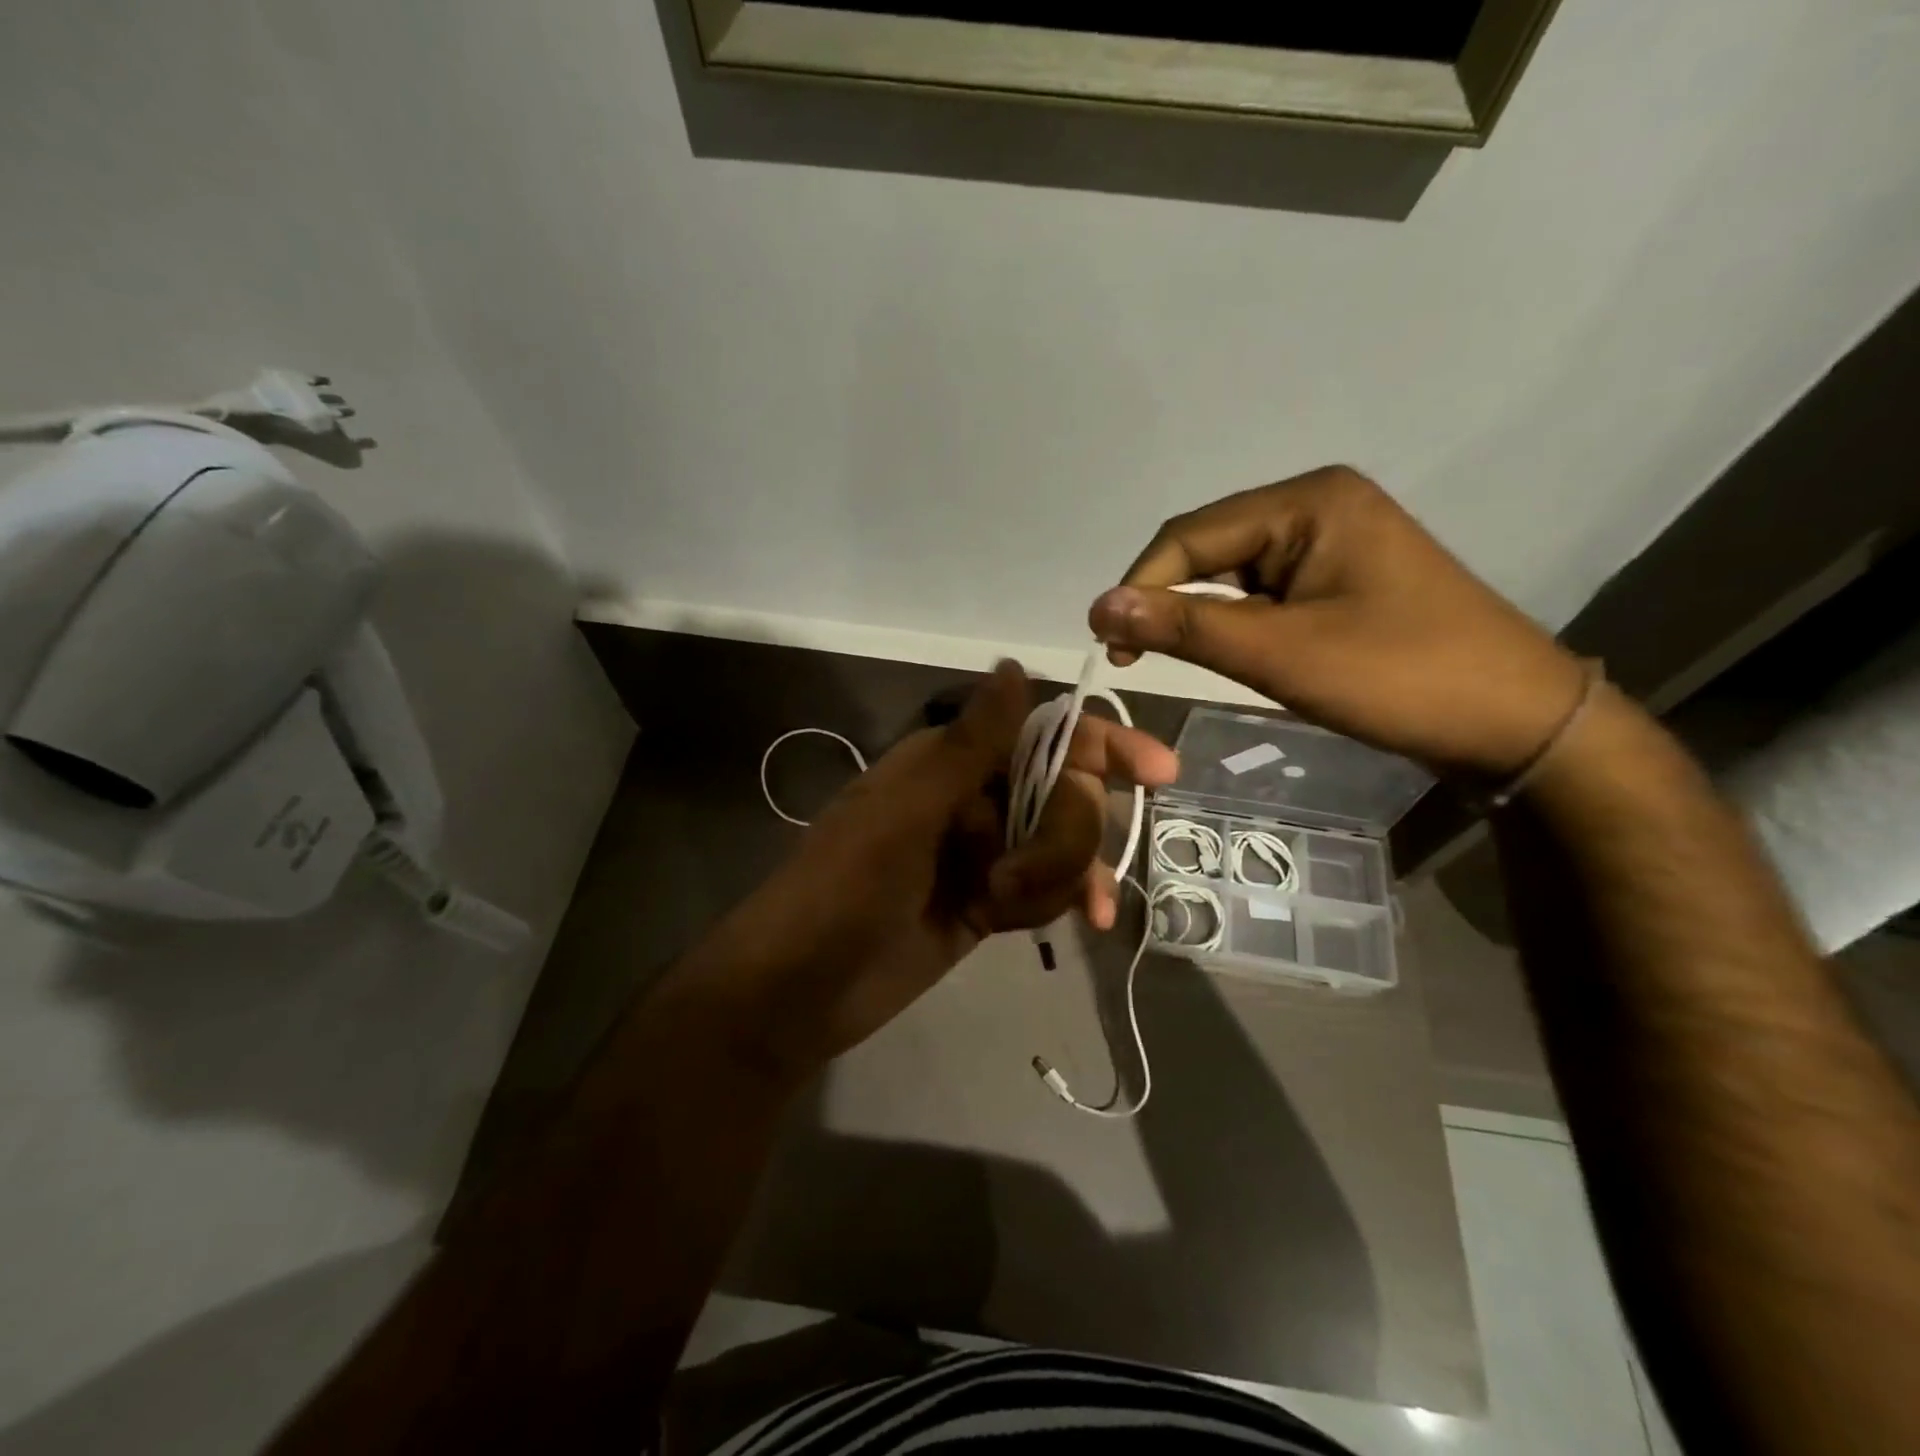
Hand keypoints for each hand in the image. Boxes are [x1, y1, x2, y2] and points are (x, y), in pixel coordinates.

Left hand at [680, 662, 1177, 1077]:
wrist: (799, 990)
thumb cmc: (843, 889)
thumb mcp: (906, 813)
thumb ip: (969, 744)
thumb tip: (1015, 665)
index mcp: (951, 760)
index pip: (1045, 734)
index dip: (1102, 745)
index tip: (1158, 771)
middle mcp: (974, 798)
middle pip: (1066, 795)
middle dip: (1062, 836)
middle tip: (1014, 877)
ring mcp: (984, 852)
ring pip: (1062, 847)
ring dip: (1053, 878)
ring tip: (1000, 907)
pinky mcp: (989, 902)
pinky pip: (1048, 890)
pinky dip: (1053, 903)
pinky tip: (1055, 924)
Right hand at [1089, 466, 1587, 780]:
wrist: (1516, 723)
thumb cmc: (1400, 678)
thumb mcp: (1280, 654)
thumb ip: (1184, 627)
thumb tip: (1099, 606)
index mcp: (1307, 501)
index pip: (1190, 535)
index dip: (1139, 588)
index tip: (1110, 647)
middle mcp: (1317, 505)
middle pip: (1210, 548)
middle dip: (1170, 603)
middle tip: (1137, 660)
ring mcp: (1333, 541)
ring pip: (1234, 573)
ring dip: (1203, 617)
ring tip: (1181, 662)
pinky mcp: (1341, 577)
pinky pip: (1265, 592)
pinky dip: (1238, 624)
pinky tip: (1233, 653)